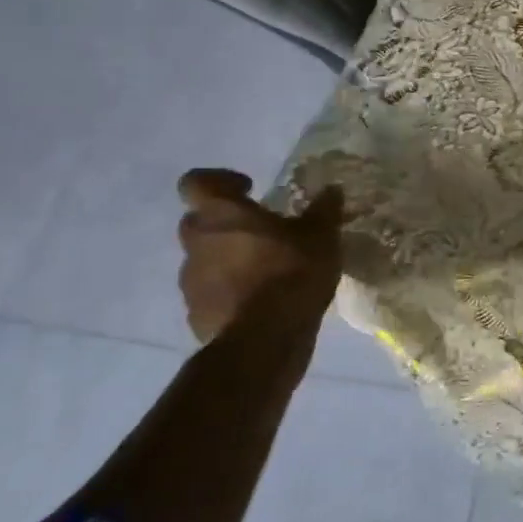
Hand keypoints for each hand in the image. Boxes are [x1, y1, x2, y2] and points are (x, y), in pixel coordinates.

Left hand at [176, 169, 345, 342]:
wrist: (264, 341)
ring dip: (228, 258)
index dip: (219, 181)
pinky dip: (230, 291)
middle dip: (226, 222)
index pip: (197, 182)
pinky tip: (261, 301)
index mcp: (221, 214)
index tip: (249, 189)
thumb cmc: (290, 272)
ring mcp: (191, 282)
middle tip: (261, 230)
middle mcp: (197, 243)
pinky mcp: (196, 315)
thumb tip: (331, 190)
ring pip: (204, 258)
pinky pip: (211, 292)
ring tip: (266, 269)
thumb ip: (324, 209)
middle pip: (199, 221)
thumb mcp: (321, 235)